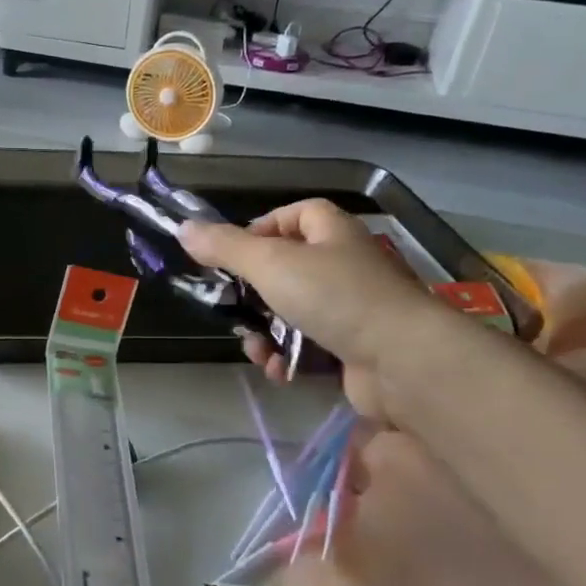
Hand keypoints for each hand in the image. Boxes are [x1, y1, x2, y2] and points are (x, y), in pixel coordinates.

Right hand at [179, 200, 443, 416]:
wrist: (402, 360)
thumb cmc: (335, 297)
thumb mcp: (270, 264)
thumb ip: (225, 247)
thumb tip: (183, 228)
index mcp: (331, 232)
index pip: (294, 215)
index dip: (261, 229)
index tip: (232, 255)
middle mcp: (344, 264)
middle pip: (285, 268)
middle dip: (252, 295)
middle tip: (232, 310)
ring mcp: (351, 307)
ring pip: (292, 312)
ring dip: (265, 333)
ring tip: (257, 351)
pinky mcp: (353, 346)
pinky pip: (309, 345)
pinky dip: (288, 357)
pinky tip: (279, 370)